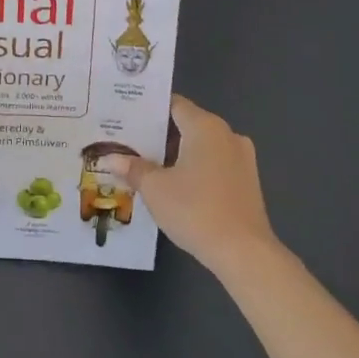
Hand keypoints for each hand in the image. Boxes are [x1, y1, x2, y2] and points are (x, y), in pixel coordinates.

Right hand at [106, 96, 273, 272]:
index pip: (173, 104)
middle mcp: (227, 134)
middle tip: (128, 142)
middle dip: (159, 134)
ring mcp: (242, 159)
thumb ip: (133, 168)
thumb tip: (110, 158)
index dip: (148, 109)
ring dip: (177, 153)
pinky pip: (214, 164)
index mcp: (205, 126)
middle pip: (187, 124)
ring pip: (202, 146)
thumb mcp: (155, 188)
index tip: (125, 116)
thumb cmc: (196, 210)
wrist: (244, 253)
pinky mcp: (248, 182)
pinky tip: (175, 185)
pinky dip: (194, 168)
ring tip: (146, 165)